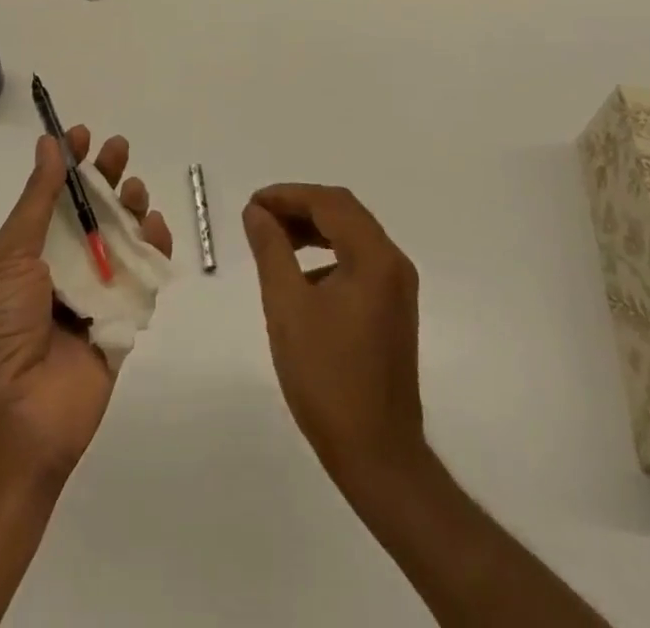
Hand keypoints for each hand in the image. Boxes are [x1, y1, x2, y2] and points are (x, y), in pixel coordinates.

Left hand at [0, 127, 171, 482]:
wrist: (11, 423)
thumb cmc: (0, 328)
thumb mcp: (11, 255)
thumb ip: (38, 200)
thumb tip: (49, 144)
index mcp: (29, 252)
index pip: (53, 196)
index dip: (68, 163)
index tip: (82, 133)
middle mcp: (62, 268)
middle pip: (92, 212)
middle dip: (106, 177)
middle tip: (119, 150)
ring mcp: (94, 295)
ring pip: (121, 239)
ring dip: (131, 208)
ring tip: (134, 190)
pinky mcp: (123, 322)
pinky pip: (144, 278)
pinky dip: (154, 250)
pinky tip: (156, 227)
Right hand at [243, 184, 425, 491]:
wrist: (377, 454)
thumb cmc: (327, 377)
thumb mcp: (287, 306)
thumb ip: (271, 249)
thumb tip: (257, 212)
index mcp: (374, 258)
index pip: (329, 203)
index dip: (288, 195)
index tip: (252, 204)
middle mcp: (393, 263)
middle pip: (344, 213)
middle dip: (299, 207)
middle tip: (259, 217)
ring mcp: (397, 288)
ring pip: (352, 235)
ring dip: (313, 229)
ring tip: (273, 239)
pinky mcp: (393, 309)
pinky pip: (359, 261)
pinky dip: (328, 253)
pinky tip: (300, 275)